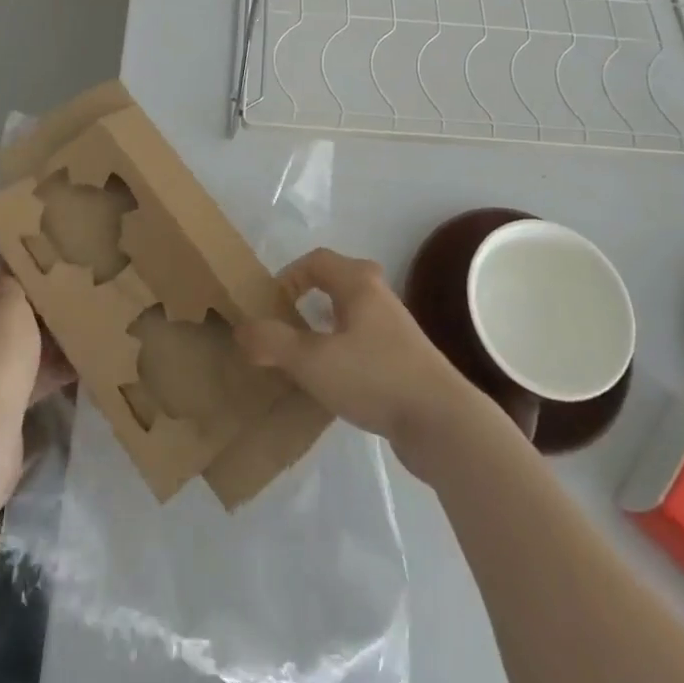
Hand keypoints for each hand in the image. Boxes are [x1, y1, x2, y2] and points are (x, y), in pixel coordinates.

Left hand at [0, 257, 73, 492]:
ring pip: (5, 351)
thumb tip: (0, 269)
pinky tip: (75, 369)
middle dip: (22, 310)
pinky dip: (41, 375)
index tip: (28, 269)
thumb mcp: (8, 308)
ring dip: (36, 344)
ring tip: (75, 331)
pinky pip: (16, 382)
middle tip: (58, 299)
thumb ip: (8, 284)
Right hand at [236, 247, 489, 478]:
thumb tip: (242, 330)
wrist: (441, 422)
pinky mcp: (403, 359)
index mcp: (358, 282)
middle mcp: (378, 296)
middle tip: (285, 324)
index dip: (288, 276)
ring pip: (350, 314)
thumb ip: (273, 343)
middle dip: (307, 298)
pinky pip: (363, 341)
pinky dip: (341, 350)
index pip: (316, 260)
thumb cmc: (374, 377)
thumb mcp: (312, 361)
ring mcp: (395, 328)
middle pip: (335, 282)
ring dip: (324, 326)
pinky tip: (332, 382)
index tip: (269, 306)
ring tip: (302, 355)